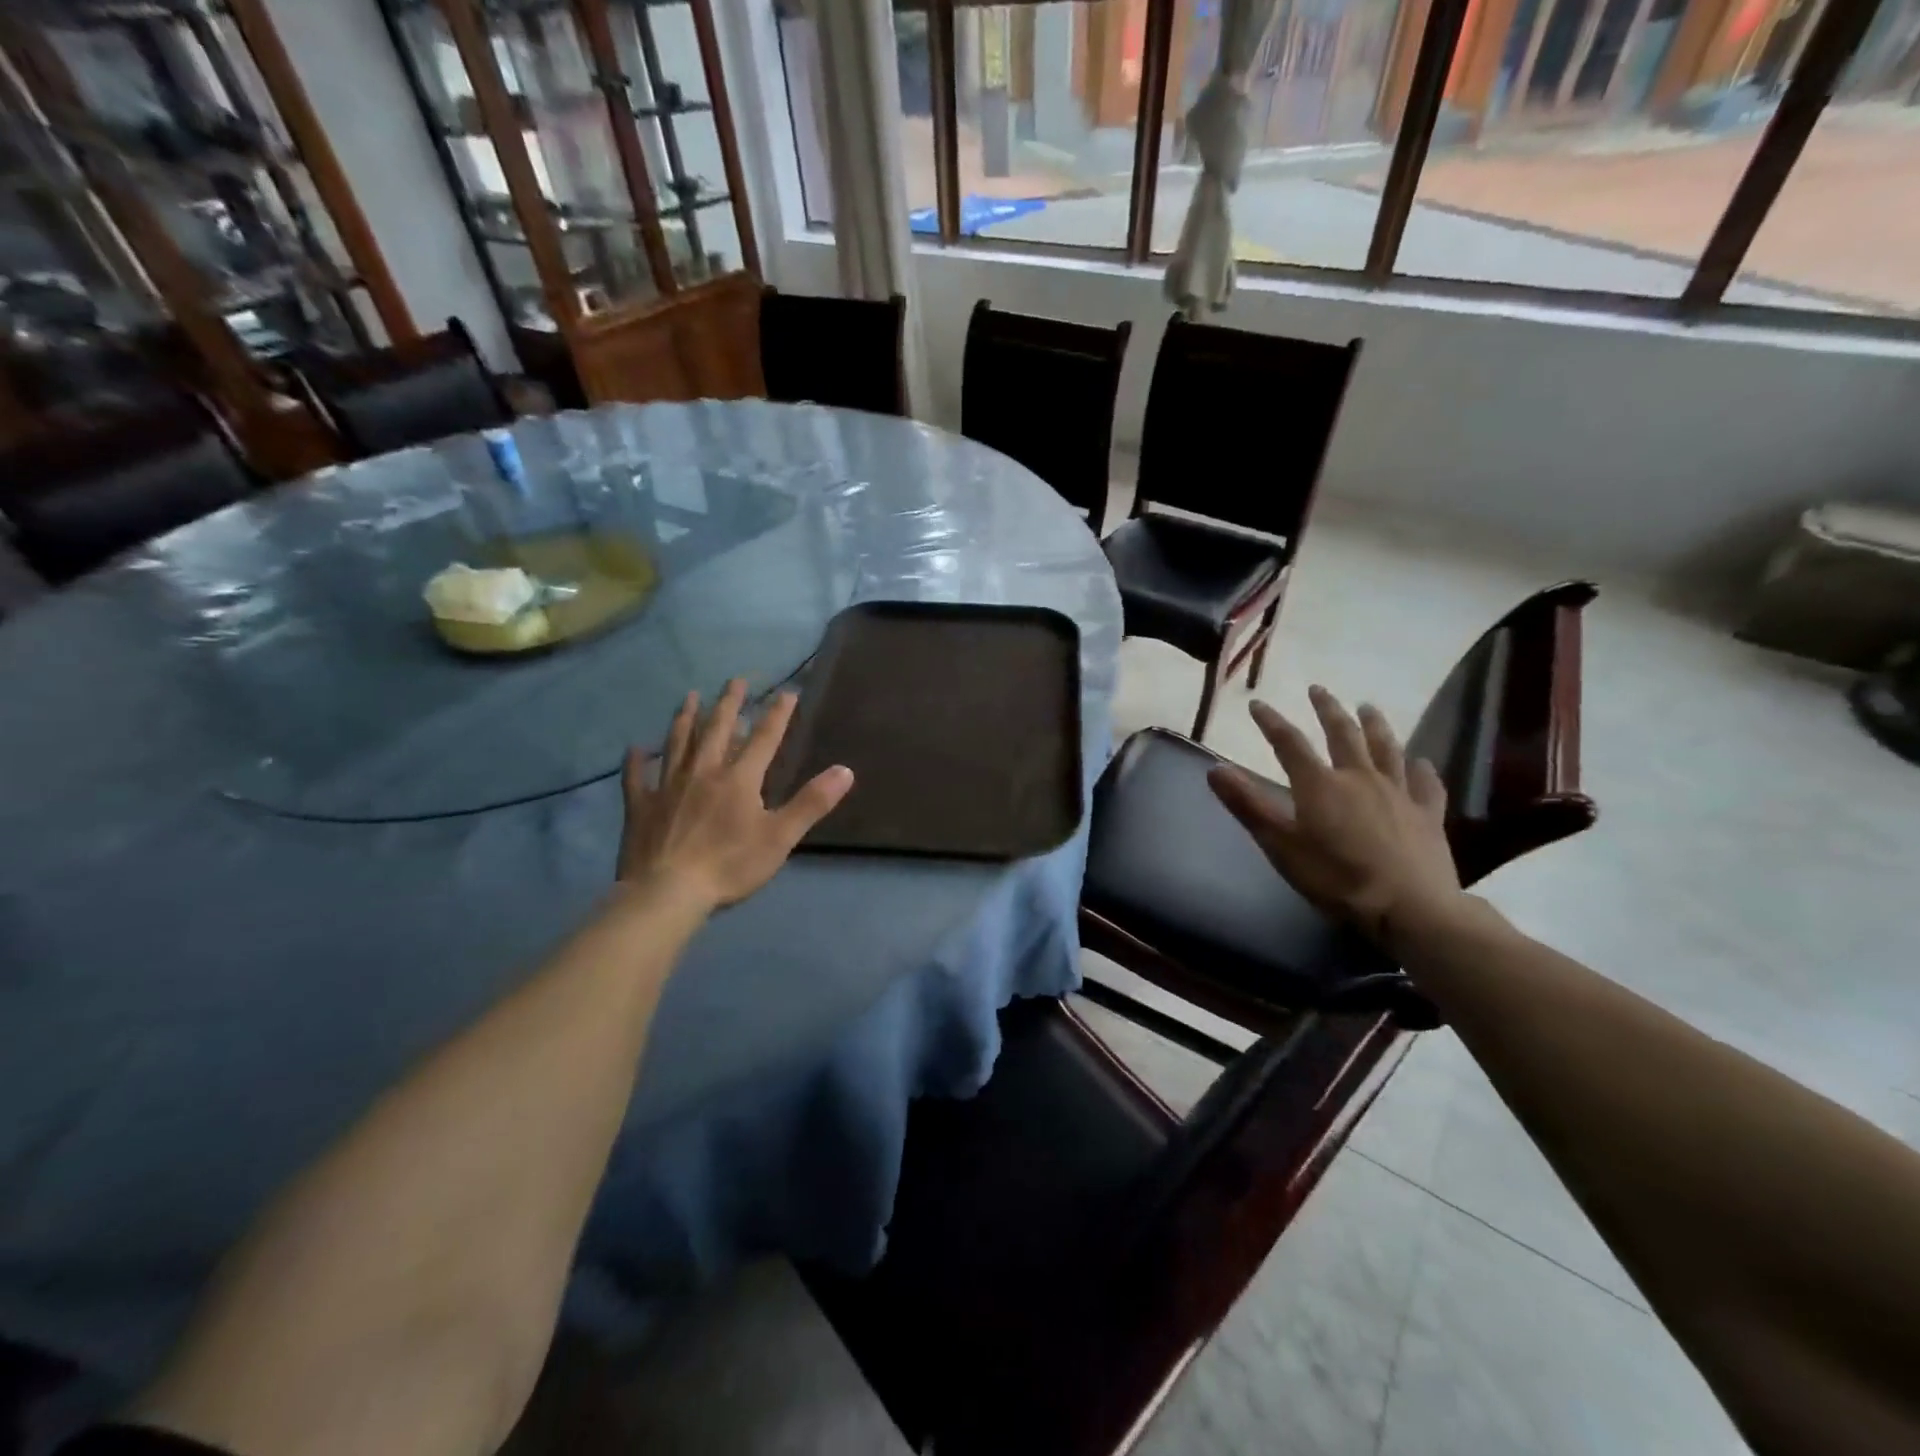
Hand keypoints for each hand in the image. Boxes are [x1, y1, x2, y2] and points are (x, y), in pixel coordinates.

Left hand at [617, 680, 852, 909]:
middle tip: (735, 680)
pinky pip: (636, 777)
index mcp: (739, 778)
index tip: (787, 692)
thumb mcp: (780, 836)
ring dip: (686, 718)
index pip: (764, 738)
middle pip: (717, 729)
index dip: (777, 714)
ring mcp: (668, 786)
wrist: (668, 891)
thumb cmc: (730, 865)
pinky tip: (636, 749)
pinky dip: (636, 761)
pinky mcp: (641, 806)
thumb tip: (845, 770)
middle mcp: (703, 772)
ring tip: (690, 697)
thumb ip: (811, 802)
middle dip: (729, 704)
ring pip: (678, 743)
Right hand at [1207, 686, 1465, 946]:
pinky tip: (1421, 762)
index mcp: (1320, 784)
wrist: (1409, 907)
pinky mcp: (1428, 814)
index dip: (1271, 722)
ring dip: (1375, 725)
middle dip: (1328, 710)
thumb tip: (1214, 768)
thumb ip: (1248, 804)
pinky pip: (1426, 783)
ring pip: (1386, 748)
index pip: (1289, 743)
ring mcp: (1398, 793)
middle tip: (1319, 690)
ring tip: (1368, 707)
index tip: (1257, 705)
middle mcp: (1359, 777)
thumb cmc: (1335, 877)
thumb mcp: (1280, 844)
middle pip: (1342, 734)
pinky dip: (1422, 769)